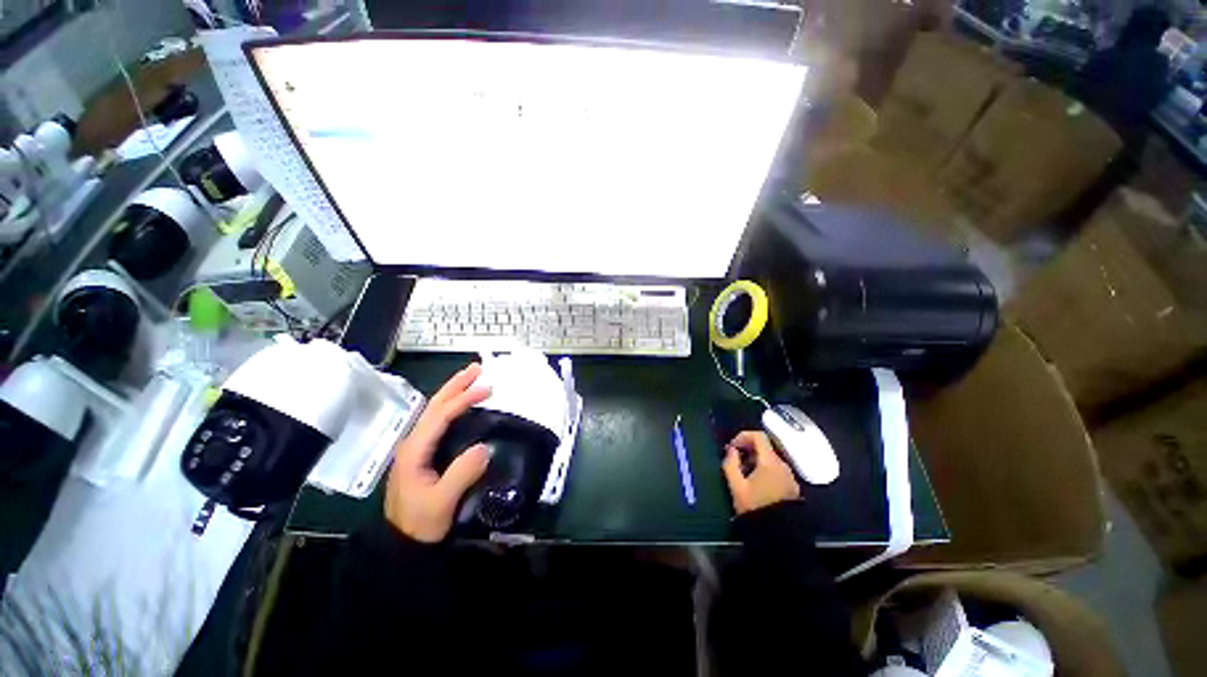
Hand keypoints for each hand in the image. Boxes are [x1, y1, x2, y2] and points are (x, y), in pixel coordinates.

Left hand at [385, 363, 492, 542]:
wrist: (402, 545)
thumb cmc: (420, 523)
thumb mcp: (441, 502)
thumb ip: (462, 473)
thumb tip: (484, 446)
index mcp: (415, 449)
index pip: (440, 415)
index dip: (463, 399)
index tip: (487, 389)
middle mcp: (413, 442)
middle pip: (434, 405)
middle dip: (456, 384)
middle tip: (478, 368)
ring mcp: (417, 447)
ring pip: (435, 411)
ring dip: (453, 392)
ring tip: (472, 379)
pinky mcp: (423, 454)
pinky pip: (439, 421)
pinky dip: (453, 407)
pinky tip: (462, 405)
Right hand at [722, 431, 799, 514]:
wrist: (778, 536)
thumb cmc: (755, 507)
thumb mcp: (736, 486)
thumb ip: (730, 464)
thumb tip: (731, 450)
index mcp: (770, 462)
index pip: (758, 436)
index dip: (743, 436)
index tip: (733, 447)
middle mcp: (783, 465)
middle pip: (765, 447)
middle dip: (748, 450)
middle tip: (735, 461)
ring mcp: (789, 476)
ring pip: (770, 459)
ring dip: (755, 460)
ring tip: (743, 474)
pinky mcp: (792, 486)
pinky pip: (776, 470)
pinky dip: (764, 469)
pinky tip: (755, 483)